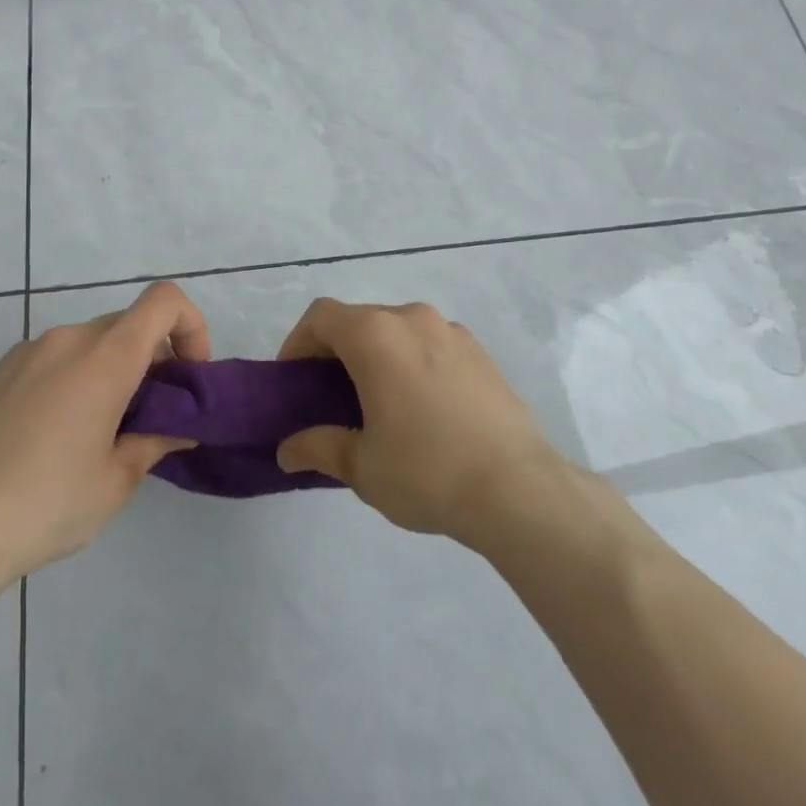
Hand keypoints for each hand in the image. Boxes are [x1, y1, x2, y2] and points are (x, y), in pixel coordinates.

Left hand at [0, 281, 206, 581]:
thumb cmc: (45, 504)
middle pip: (129, 324)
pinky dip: (77, 376)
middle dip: (154, 358)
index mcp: (104, 358)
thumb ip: (155, 441)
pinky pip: (56, 357)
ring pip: (91, 342)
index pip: (164, 301)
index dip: (191, 326)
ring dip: (113, 369)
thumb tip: (179, 428)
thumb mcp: (115, 481)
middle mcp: (67, 339)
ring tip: (104, 430)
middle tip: (153, 415)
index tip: (188, 376)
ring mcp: (27, 353)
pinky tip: (59, 434)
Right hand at [273, 298, 565, 545]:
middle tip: (329, 400)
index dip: (297, 343)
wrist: (518, 488)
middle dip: (336, 353)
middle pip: (359, 320)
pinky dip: (411, 362)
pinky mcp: (480, 352)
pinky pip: (430, 345)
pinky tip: (421, 409)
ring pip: (396, 331)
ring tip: (377, 405)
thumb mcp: (361, 466)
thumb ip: (317, 448)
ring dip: (376, 356)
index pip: (321, 317)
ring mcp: (451, 331)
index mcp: (376, 335)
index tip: (294, 382)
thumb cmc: (426, 471)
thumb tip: (287, 450)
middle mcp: (412, 319)